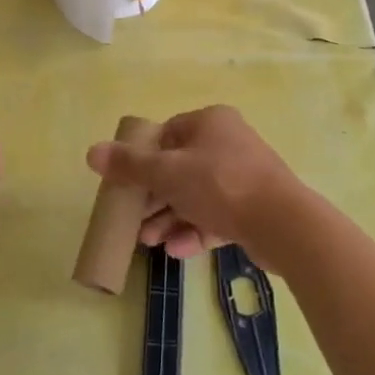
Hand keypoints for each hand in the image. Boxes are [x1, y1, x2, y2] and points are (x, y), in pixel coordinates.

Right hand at [85, 105, 302, 260]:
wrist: (282, 223)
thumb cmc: (220, 184)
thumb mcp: (166, 172)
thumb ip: (129, 165)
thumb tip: (91, 152)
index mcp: (210, 122)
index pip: (167, 134)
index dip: (143, 159)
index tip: (127, 184)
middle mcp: (229, 143)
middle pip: (179, 168)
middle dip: (154, 198)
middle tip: (135, 221)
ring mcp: (244, 176)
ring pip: (197, 195)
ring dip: (170, 218)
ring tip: (150, 243)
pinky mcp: (254, 208)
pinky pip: (217, 216)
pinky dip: (195, 230)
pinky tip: (177, 251)